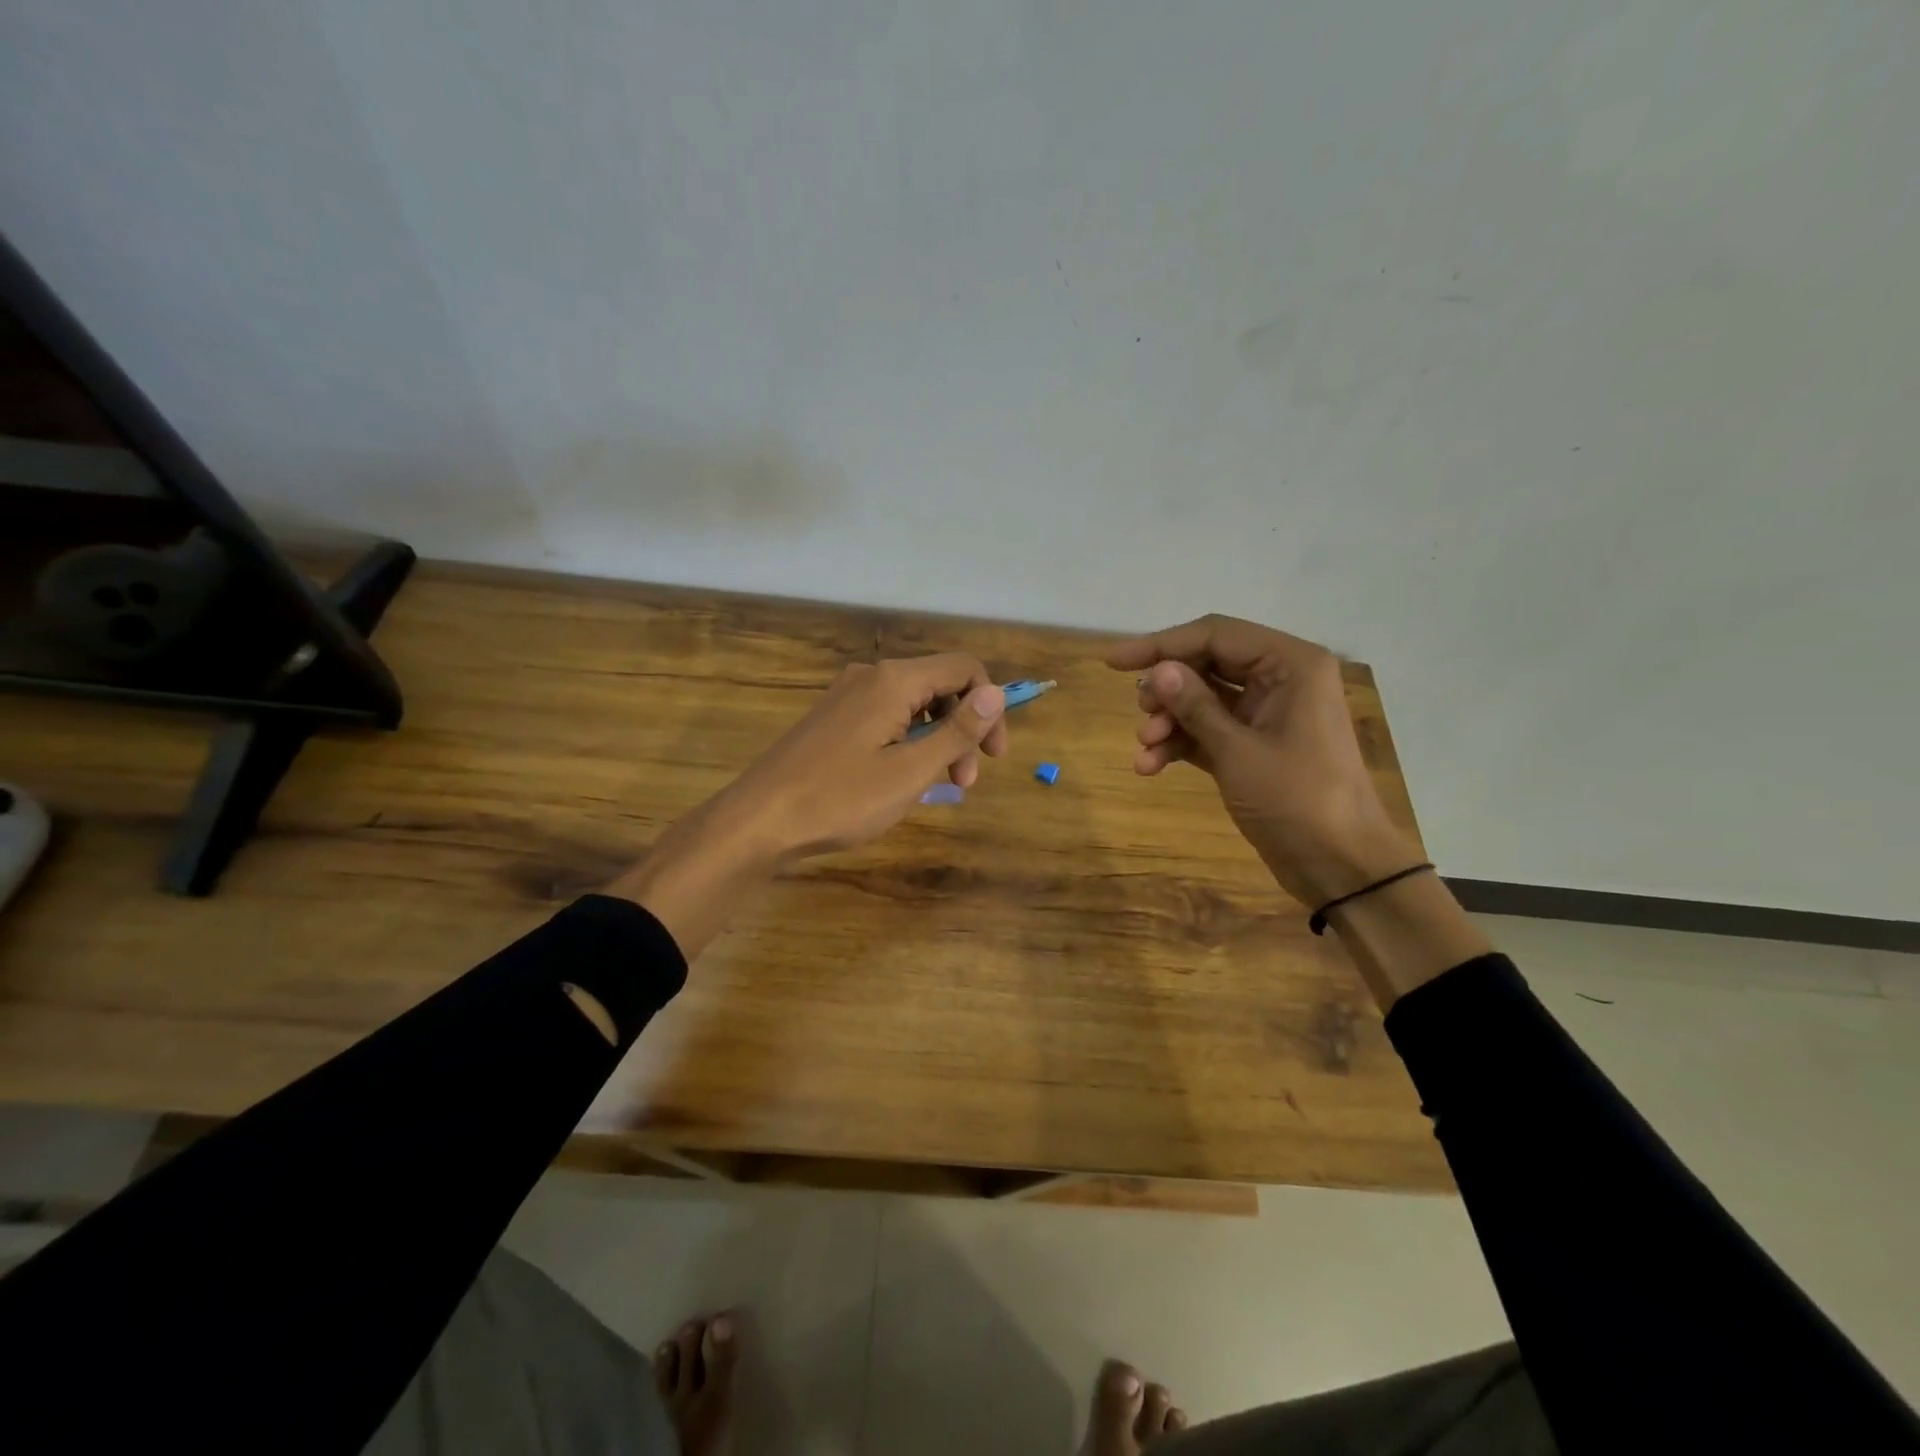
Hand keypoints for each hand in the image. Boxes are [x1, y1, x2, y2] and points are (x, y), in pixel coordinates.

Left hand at [608, 655, 1007, 954]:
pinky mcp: (833, 718)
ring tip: (937, 787)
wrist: (758, 821)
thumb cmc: (840, 799)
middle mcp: (871, 676)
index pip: (965, 669)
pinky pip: (886, 718)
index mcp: (894, 680)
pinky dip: (908, 743)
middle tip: (965, 782)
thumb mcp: (910, 771)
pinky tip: (902, 780)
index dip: (990, 708)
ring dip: (937, 740)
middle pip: (939, 686)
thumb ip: (958, 731)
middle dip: (963, 729)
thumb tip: (997, 693)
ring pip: (913, 705)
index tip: (993, 756)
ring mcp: (847, 695)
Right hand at [1107, 615, 1421, 908]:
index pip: (1215, 635)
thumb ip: (1195, 706)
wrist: (1340, 865)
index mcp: (1290, 664)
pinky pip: (1209, 730)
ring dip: (1170, 721)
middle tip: (1141, 713)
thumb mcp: (1238, 751)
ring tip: (1144, 748)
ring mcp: (1268, 713)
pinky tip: (1150, 766)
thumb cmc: (1297, 800)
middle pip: (1207, 664)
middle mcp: (1281, 679)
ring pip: (1204, 700)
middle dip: (1168, 690)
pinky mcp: (1255, 745)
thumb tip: (1157, 671)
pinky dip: (1181, 743)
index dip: (1161, 645)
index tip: (1114, 663)